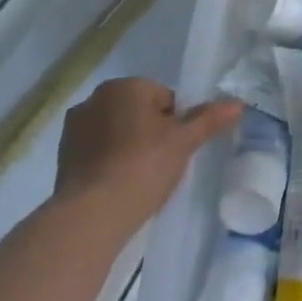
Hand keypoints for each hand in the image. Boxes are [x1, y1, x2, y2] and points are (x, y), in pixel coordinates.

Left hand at [56, 77, 239, 231]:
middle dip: (151, 132)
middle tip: (163, 163)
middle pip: (139, 112)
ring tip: (141, 178)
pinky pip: (97, 151)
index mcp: (125, 86)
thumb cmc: (143, 166)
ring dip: (128, 146)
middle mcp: (95, 98)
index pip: (165, 97)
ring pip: (116, 131)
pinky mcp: (62, 156)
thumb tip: (238, 103)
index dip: (177, 123)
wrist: (91, 214)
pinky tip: (119, 186)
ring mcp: (74, 127)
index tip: (178, 148)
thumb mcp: (184, 142)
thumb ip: (210, 119)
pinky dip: (109, 162)